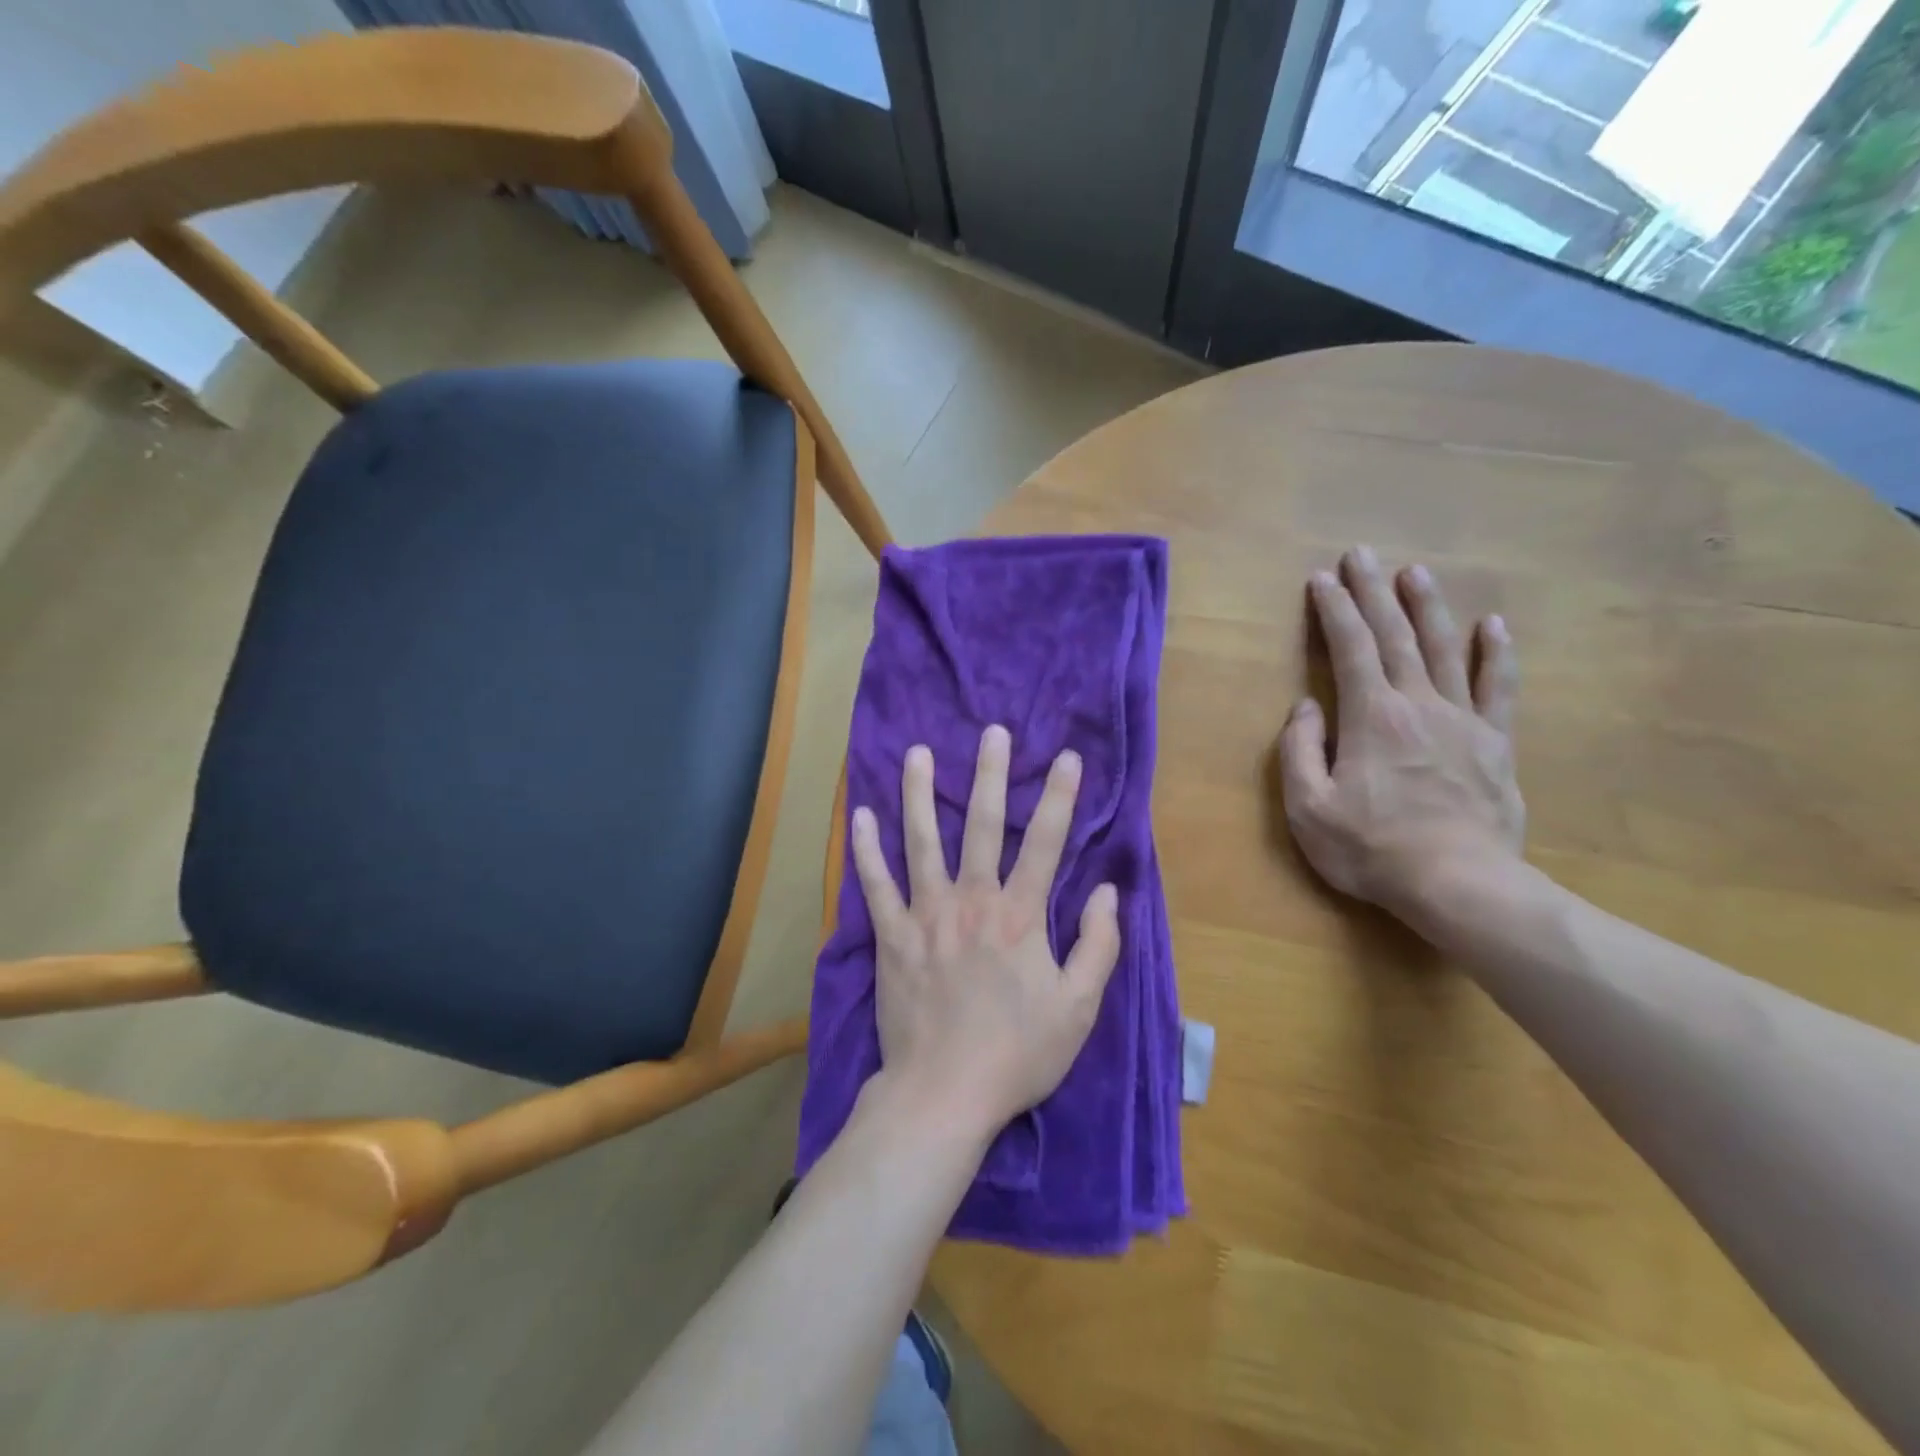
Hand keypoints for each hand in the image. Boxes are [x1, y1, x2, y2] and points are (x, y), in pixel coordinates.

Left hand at [850, 725, 1121, 1141]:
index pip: (1045, 843)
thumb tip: (1108, 891)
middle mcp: (972, 901)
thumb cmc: (1018, 1054)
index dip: (1058, 797)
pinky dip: (865, 849)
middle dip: (990, 775)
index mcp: (1021, 916)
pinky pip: (874, 885)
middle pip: (982, 826)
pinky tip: (860, 815)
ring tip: (916, 752)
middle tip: (991, 732)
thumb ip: (1098, 945)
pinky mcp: (891, 937)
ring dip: (919, 793)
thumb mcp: (1079, 1008)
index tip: (1065, 757)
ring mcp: (926, 915)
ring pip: (921, 841)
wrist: (944, 1094)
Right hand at [1279, 545, 1524, 926]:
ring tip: (1415, 572)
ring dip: (1428, 607)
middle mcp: (1419, 704)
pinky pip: (1499, 688)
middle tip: (1361, 554)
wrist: (1459, 885)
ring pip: (1446, 649)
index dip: (1333, 610)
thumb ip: (1300, 750)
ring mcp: (1463, 720)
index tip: (1321, 579)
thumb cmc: (1371, 848)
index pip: (1350, 648)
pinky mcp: (1495, 743)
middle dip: (1374, 592)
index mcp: (1371, 716)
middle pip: (1395, 636)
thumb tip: (1307, 707)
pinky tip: (1494, 625)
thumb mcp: (1308, 807)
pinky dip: (1497, 653)